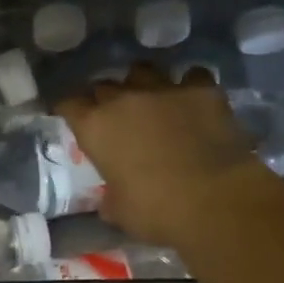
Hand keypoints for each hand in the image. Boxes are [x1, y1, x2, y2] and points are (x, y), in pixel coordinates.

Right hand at [58, 65, 274, 245]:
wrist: (215, 201)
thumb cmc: (156, 211)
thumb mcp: (119, 211)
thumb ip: (110, 197)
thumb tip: (110, 200)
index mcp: (96, 128)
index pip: (68, 104)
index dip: (68, 108)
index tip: (71, 116)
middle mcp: (124, 100)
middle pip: (104, 85)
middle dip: (105, 98)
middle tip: (114, 116)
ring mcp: (165, 89)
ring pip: (143, 71)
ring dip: (142, 84)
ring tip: (150, 99)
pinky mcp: (203, 90)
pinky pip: (191, 76)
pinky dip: (189, 86)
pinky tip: (193, 100)